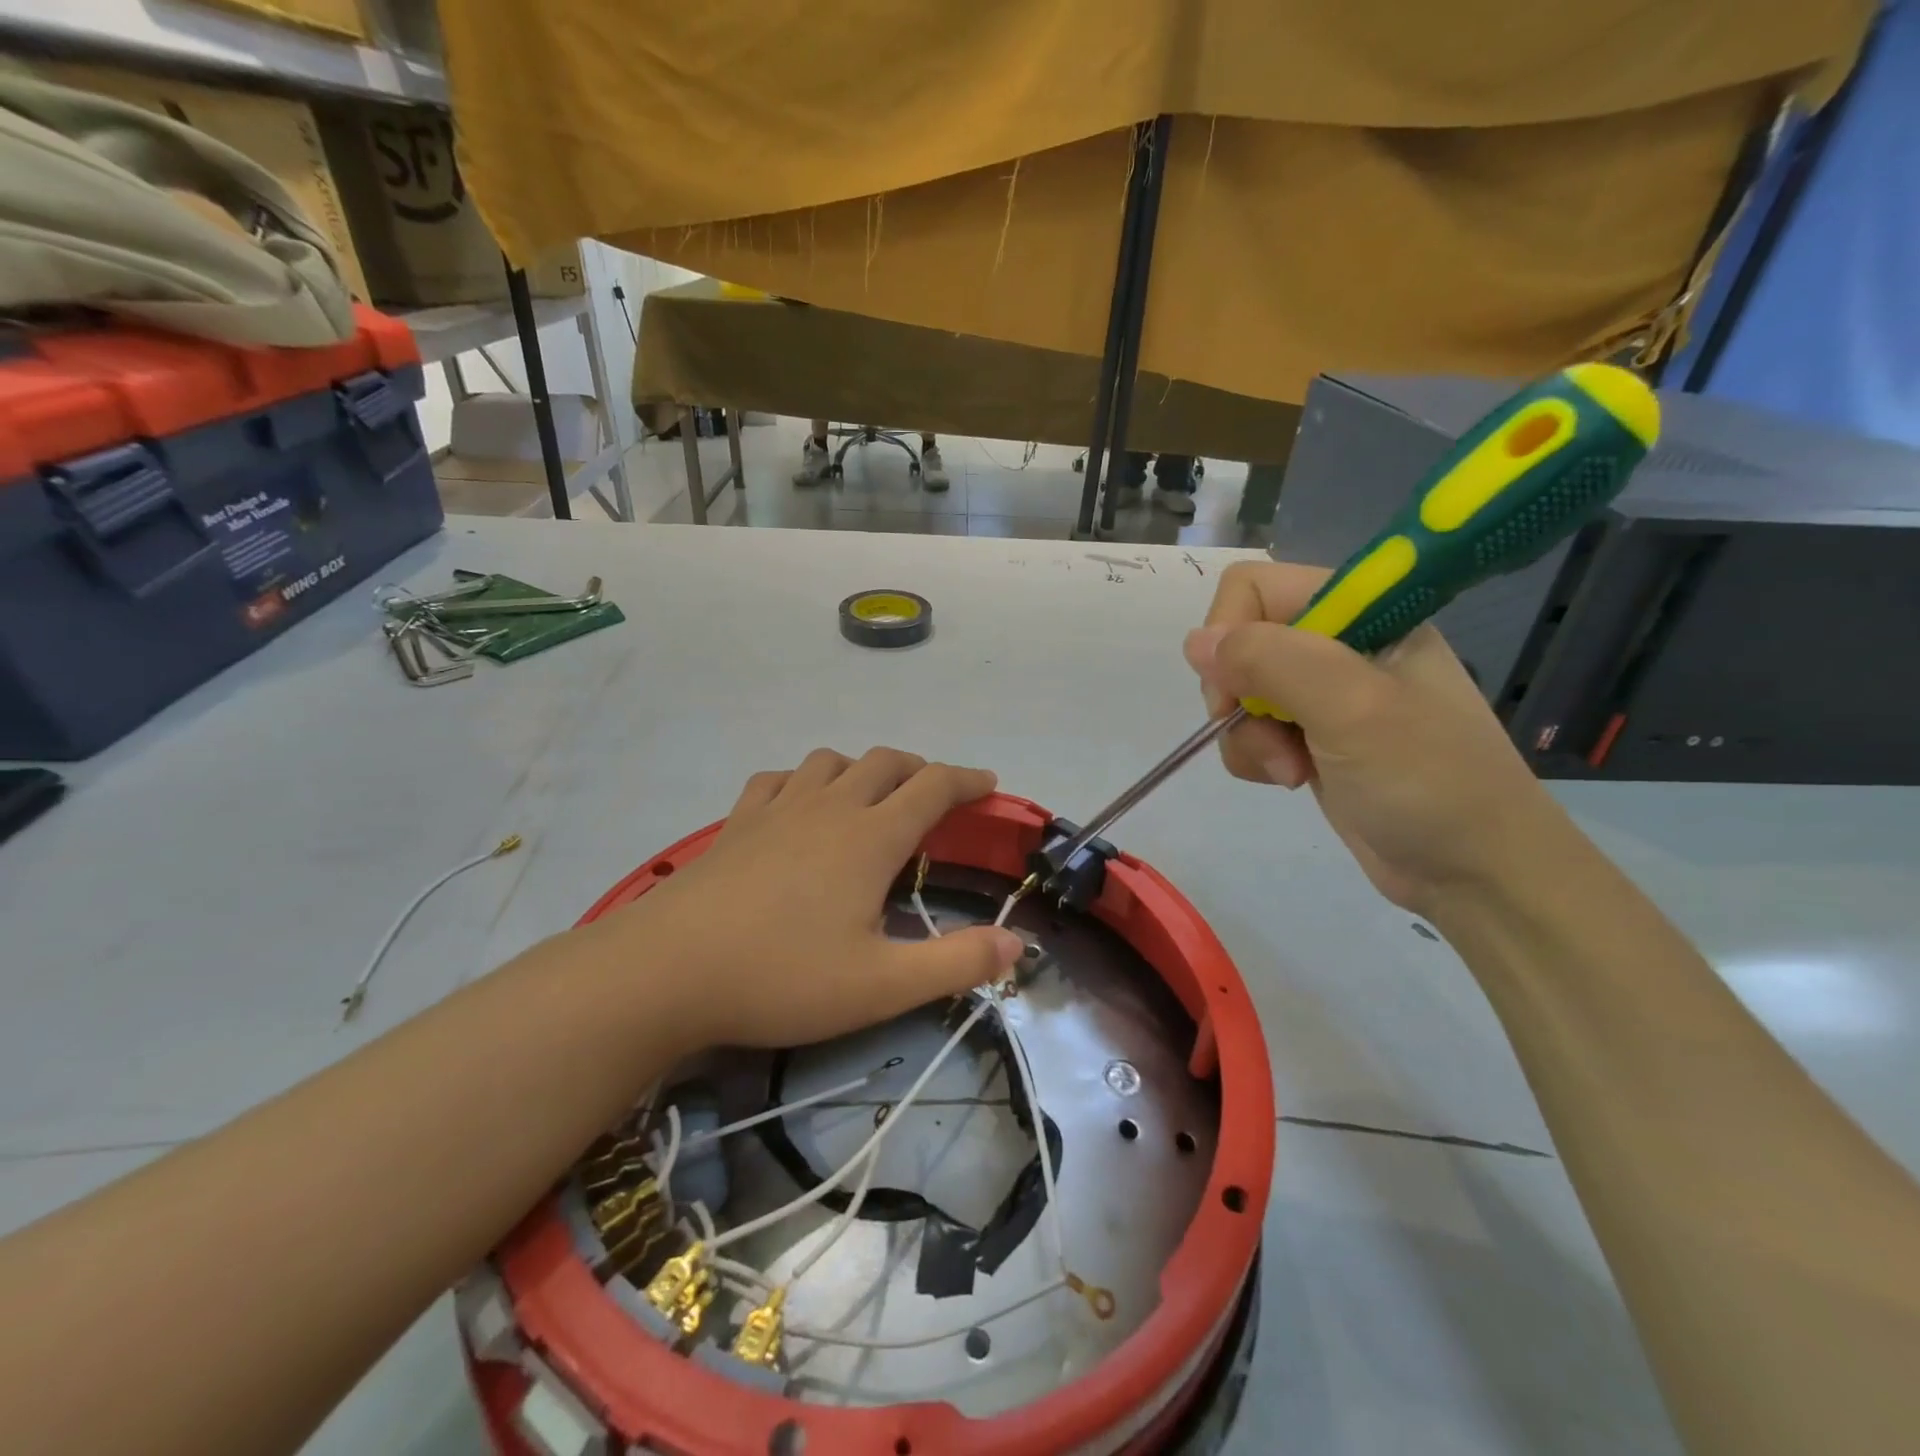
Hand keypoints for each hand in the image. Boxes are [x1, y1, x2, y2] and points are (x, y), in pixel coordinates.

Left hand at [592, 748, 1023, 1050]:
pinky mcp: (737, 822)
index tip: (989, 785)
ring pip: (832, 762)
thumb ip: (956, 963)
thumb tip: (1018, 945)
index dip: (968, 780)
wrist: (666, 971)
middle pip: (886, 763)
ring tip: (872, 798)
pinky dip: (804, 780)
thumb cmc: (782, 977)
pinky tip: (800, 805)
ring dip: (863, 769)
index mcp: (871, 837)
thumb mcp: (882, 985)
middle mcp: (830, 807)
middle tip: (937, 796)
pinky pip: (779, 779)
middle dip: (921, 770)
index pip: (934, 786)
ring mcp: (778, 809)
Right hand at [1184, 561, 1568, 912]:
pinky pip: (1251, 731)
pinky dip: (1257, 757)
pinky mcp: (1312, 738)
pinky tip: (1293, 780)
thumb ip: (1271, 661)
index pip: (1255, 588)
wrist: (1475, 871)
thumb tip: (1196, 643)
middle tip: (1275, 736)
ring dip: (1250, 736)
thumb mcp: (1351, 708)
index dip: (1232, 633)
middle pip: (1240, 643)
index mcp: (1364, 612)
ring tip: (1292, 771)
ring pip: (1238, 693)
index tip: (1238, 689)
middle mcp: (1339, 644)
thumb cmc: (1427, 780)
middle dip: (1241, 696)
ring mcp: (1324, 695)